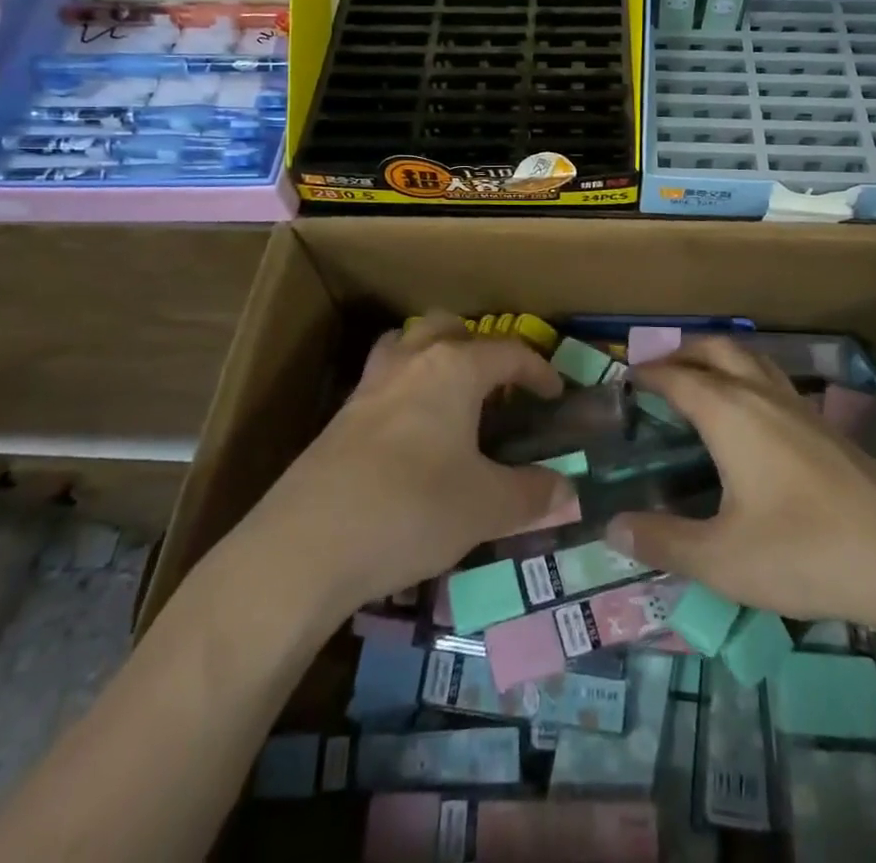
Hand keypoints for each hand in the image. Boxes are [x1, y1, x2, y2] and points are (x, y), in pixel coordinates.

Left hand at [232, 314, 572, 616]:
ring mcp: (369, 386)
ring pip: (406, 344)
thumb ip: (533, 494)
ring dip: (432, 355)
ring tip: (449, 393)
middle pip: (449, 328)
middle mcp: (412, 362)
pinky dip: (404, 390)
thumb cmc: (413, 509)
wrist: (307, 546)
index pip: (508, 352)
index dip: (538, 369)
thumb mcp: (486, 507)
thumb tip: (568, 491)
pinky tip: (411, 434)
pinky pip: (382, 381)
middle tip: (497, 385)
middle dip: (479, 347)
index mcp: (454, 369)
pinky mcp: (340, 417)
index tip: (554, 394)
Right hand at [605, 338, 875, 641]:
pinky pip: (775, 382)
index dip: (648, 375)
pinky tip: (753, 420)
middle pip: (718, 349)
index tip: (625, 382)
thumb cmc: (804, 551)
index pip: (678, 377)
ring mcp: (800, 407)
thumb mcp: (722, 559)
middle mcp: (762, 395)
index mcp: (730, 412)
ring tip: (702, 384)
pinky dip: (749, 379)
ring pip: (753, 359)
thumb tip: (612, 528)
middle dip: (684, 351)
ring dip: (720, 359)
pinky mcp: (827, 427)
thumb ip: (663, 541)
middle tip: (659, 373)